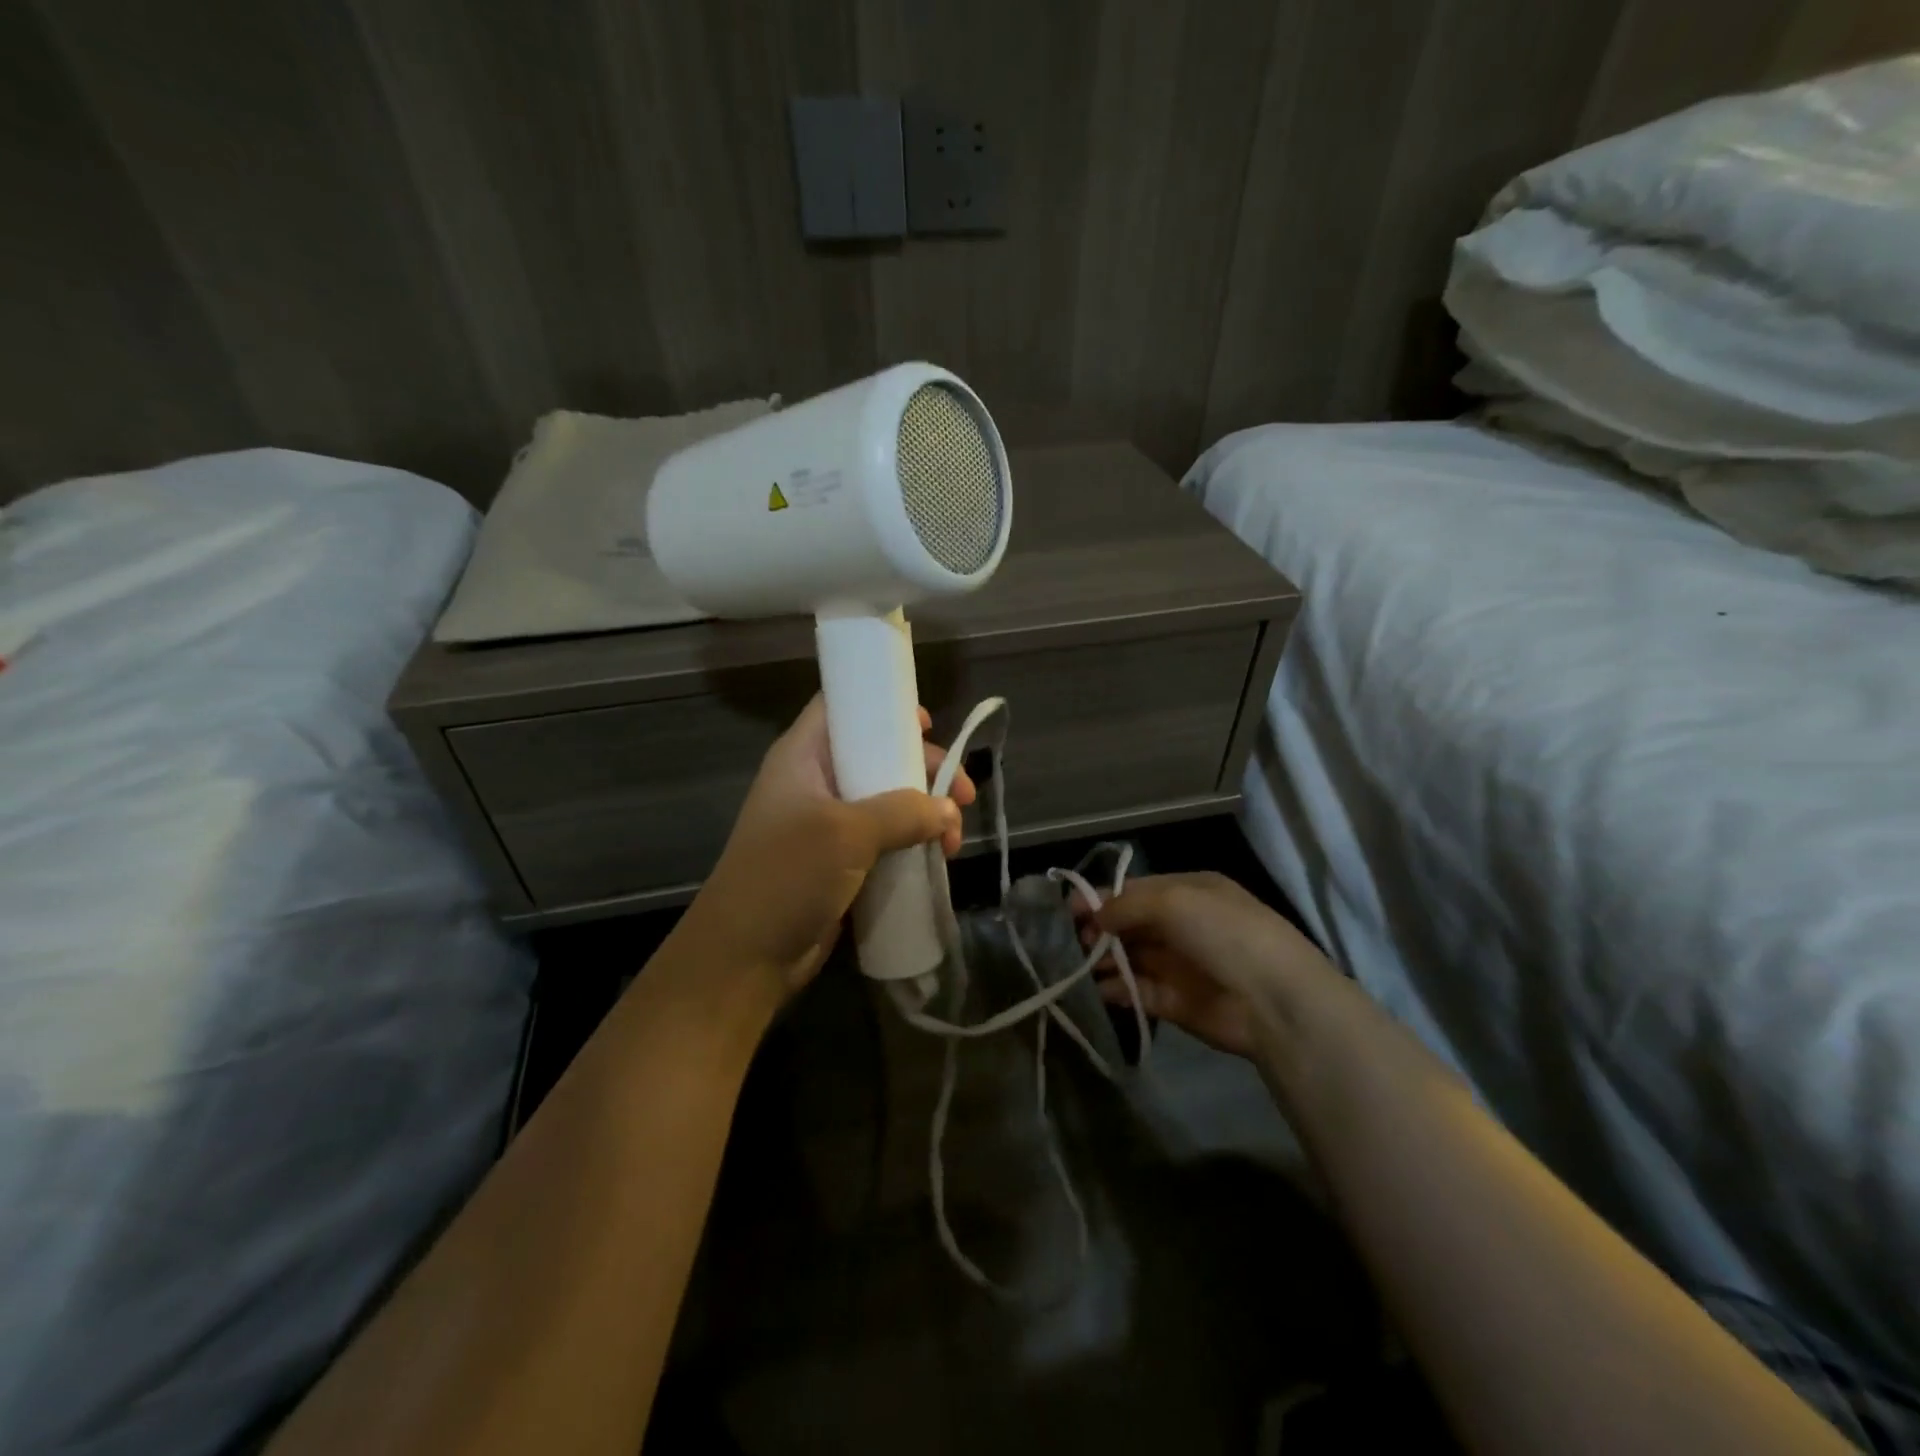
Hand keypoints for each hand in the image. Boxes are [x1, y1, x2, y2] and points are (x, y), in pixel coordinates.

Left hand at [678, 696, 975, 1007]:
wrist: (745, 957)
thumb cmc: (787, 876)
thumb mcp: (847, 832)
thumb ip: (903, 812)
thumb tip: (948, 811)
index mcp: (803, 756)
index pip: (841, 707)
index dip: (882, 705)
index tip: (927, 724)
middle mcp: (814, 782)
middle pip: (876, 755)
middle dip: (924, 770)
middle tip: (963, 794)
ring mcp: (825, 824)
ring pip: (887, 800)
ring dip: (926, 813)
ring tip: (954, 840)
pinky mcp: (838, 862)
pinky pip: (884, 839)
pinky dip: (913, 842)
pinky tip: (939, 857)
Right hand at [1080, 872, 1332, 1058]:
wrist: (1273, 1000)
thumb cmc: (1223, 933)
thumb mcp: (1174, 901)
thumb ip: (1128, 906)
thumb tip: (1095, 917)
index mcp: (1190, 892)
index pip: (1137, 890)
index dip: (1102, 897)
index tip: (1068, 909)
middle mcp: (1184, 925)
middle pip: (1131, 924)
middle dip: (1100, 929)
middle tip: (1071, 940)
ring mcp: (1180, 965)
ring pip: (1131, 958)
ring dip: (1104, 960)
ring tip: (1076, 966)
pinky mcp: (1176, 1003)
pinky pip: (1138, 991)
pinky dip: (1116, 990)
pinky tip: (1096, 990)